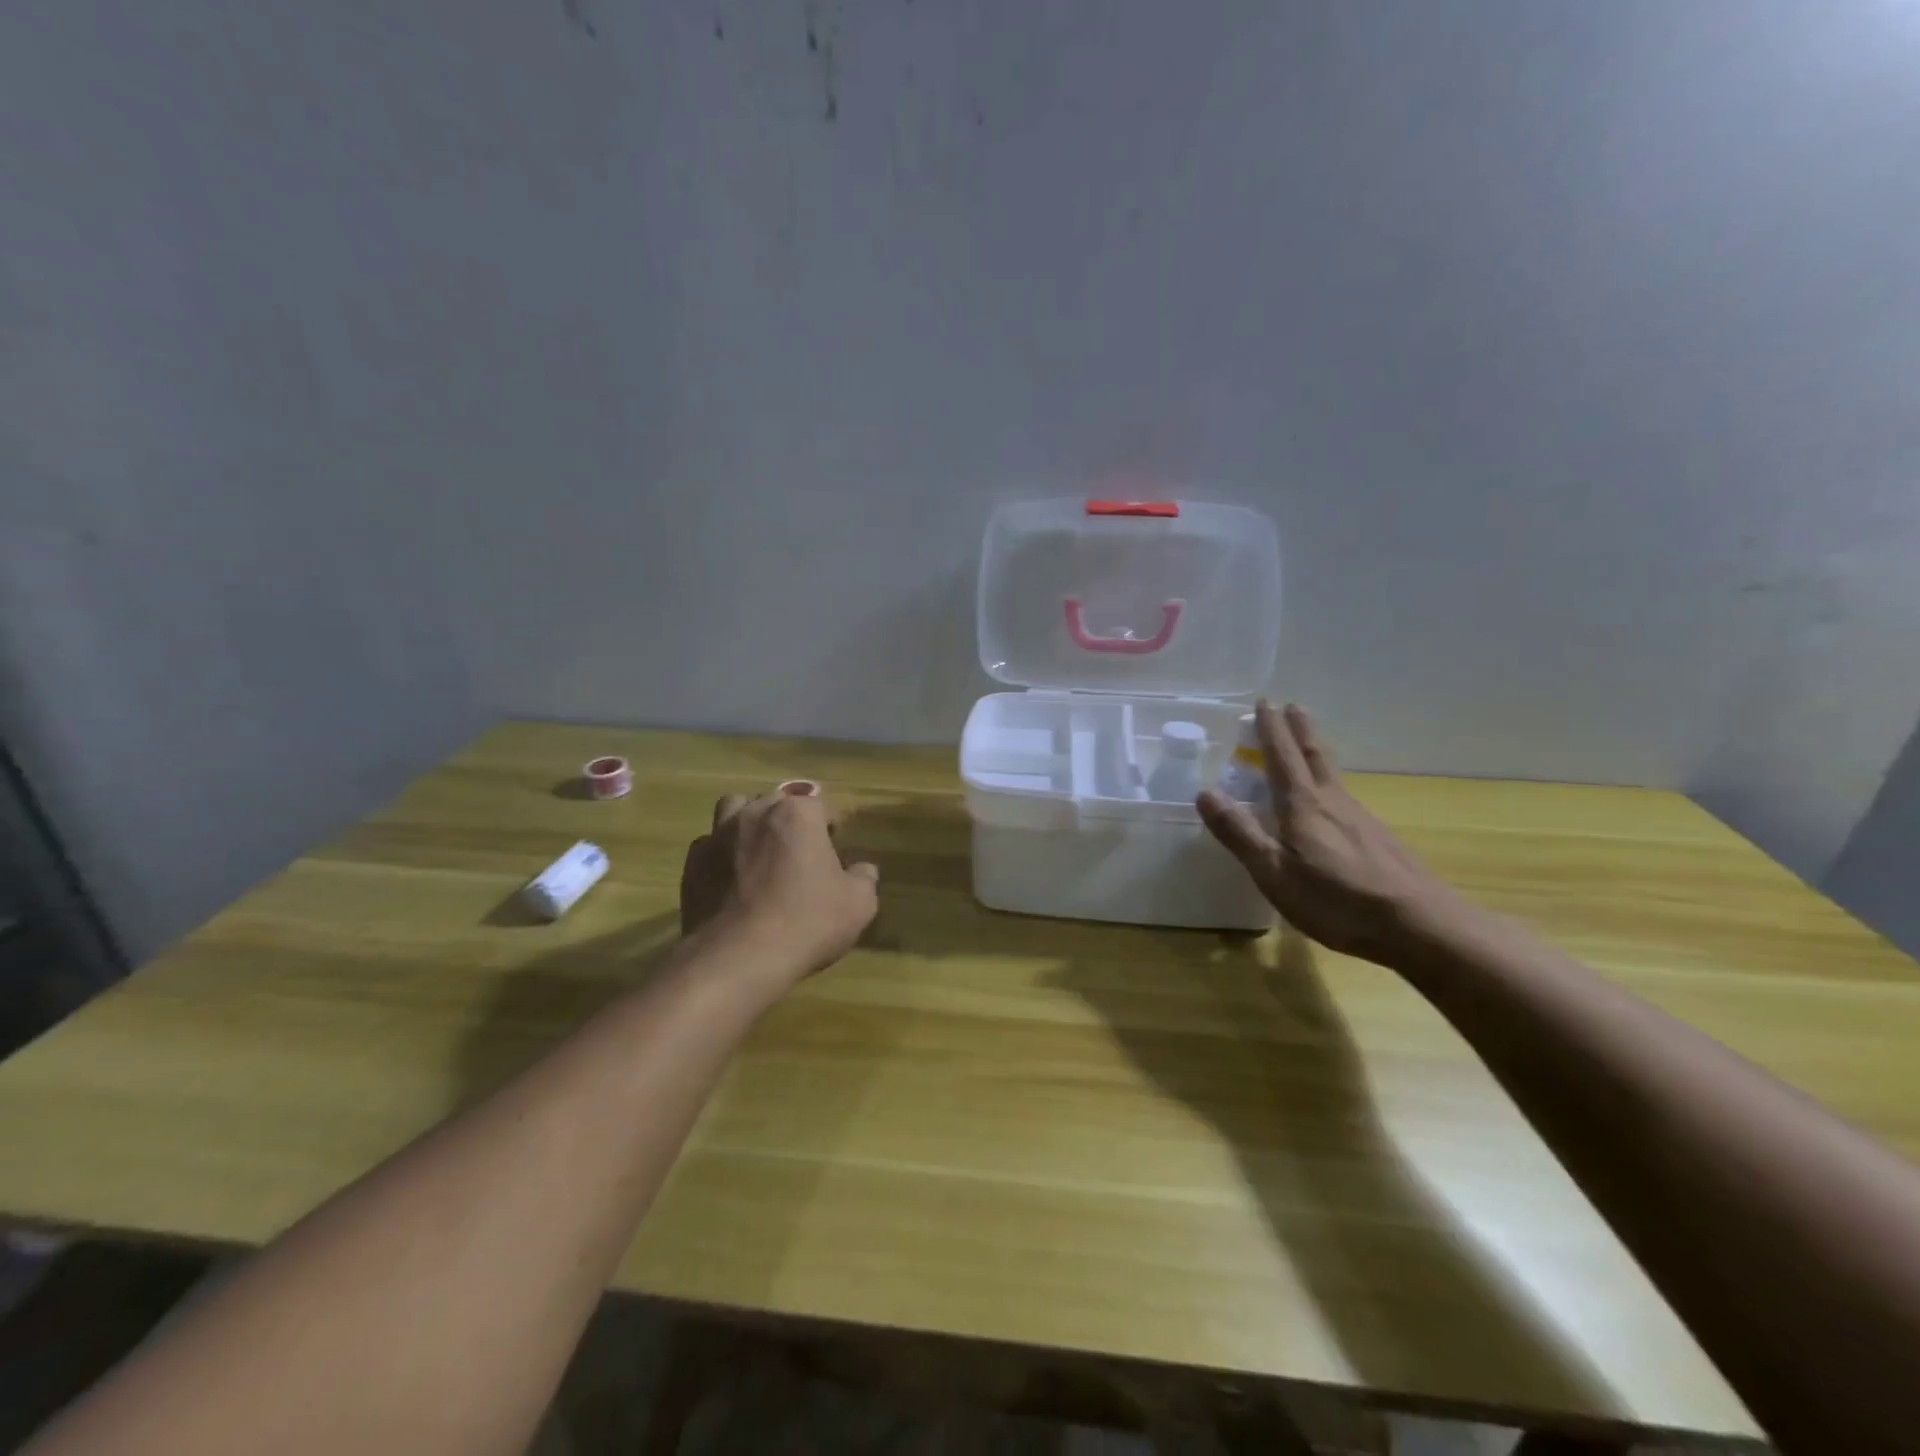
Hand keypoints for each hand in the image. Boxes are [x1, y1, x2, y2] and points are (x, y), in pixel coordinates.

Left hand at [680, 786, 879, 987]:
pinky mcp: (693, 864)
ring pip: (734, 809)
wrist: (740, 957)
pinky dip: (721, 854)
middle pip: (776, 802)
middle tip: (800, 853)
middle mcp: (756, 813)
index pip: (819, 804)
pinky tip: (730, 878)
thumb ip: (864, 878)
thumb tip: (863, 870)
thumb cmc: (807, 922)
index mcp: (798, 814)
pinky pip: (709, 845)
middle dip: (789, 820)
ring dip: (748, 822)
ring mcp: (718, 835)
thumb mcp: (859, 904)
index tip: (834, 848)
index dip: (829, 826)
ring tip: (759, 851)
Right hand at [1197, 702, 1469, 966]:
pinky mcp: (1379, 840)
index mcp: (1303, 805)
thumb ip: (1239, 832)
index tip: (1264, 702)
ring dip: (1317, 752)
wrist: (1419, 925)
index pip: (1282, 756)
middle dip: (1300, 729)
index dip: (1270, 729)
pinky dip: (1330, 784)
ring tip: (1307, 745)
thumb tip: (1205, 792)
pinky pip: (1346, 798)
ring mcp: (1361, 820)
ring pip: (1333, 775)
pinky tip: (1333, 803)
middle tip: (1293, 706)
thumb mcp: (1273, 872)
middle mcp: (1333, 802)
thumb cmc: (1336, 899)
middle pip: (1315, 755)